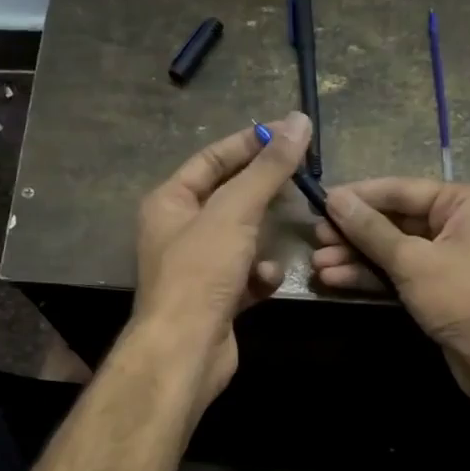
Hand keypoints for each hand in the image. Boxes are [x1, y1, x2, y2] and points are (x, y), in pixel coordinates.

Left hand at [131, 112, 311, 407]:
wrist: (186, 349)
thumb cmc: (201, 272)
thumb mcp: (235, 211)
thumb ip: (267, 168)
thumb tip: (297, 121)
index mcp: (169, 202)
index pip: (210, 159)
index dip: (247, 144)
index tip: (286, 134)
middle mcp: (178, 231)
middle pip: (228, 198)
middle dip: (262, 192)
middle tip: (300, 180)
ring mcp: (197, 267)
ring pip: (241, 239)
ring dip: (264, 238)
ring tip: (289, 230)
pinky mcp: (216, 298)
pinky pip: (245, 275)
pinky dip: (259, 275)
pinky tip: (267, 281)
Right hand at [312, 178, 469, 400]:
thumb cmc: (464, 296)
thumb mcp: (412, 260)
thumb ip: (370, 230)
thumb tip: (334, 199)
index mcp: (464, 203)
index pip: (402, 190)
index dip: (360, 196)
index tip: (321, 201)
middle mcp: (458, 225)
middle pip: (395, 221)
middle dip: (354, 233)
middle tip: (316, 237)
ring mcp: (448, 260)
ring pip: (393, 251)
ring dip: (356, 257)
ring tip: (318, 264)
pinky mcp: (438, 290)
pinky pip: (400, 274)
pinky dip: (371, 277)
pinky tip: (335, 279)